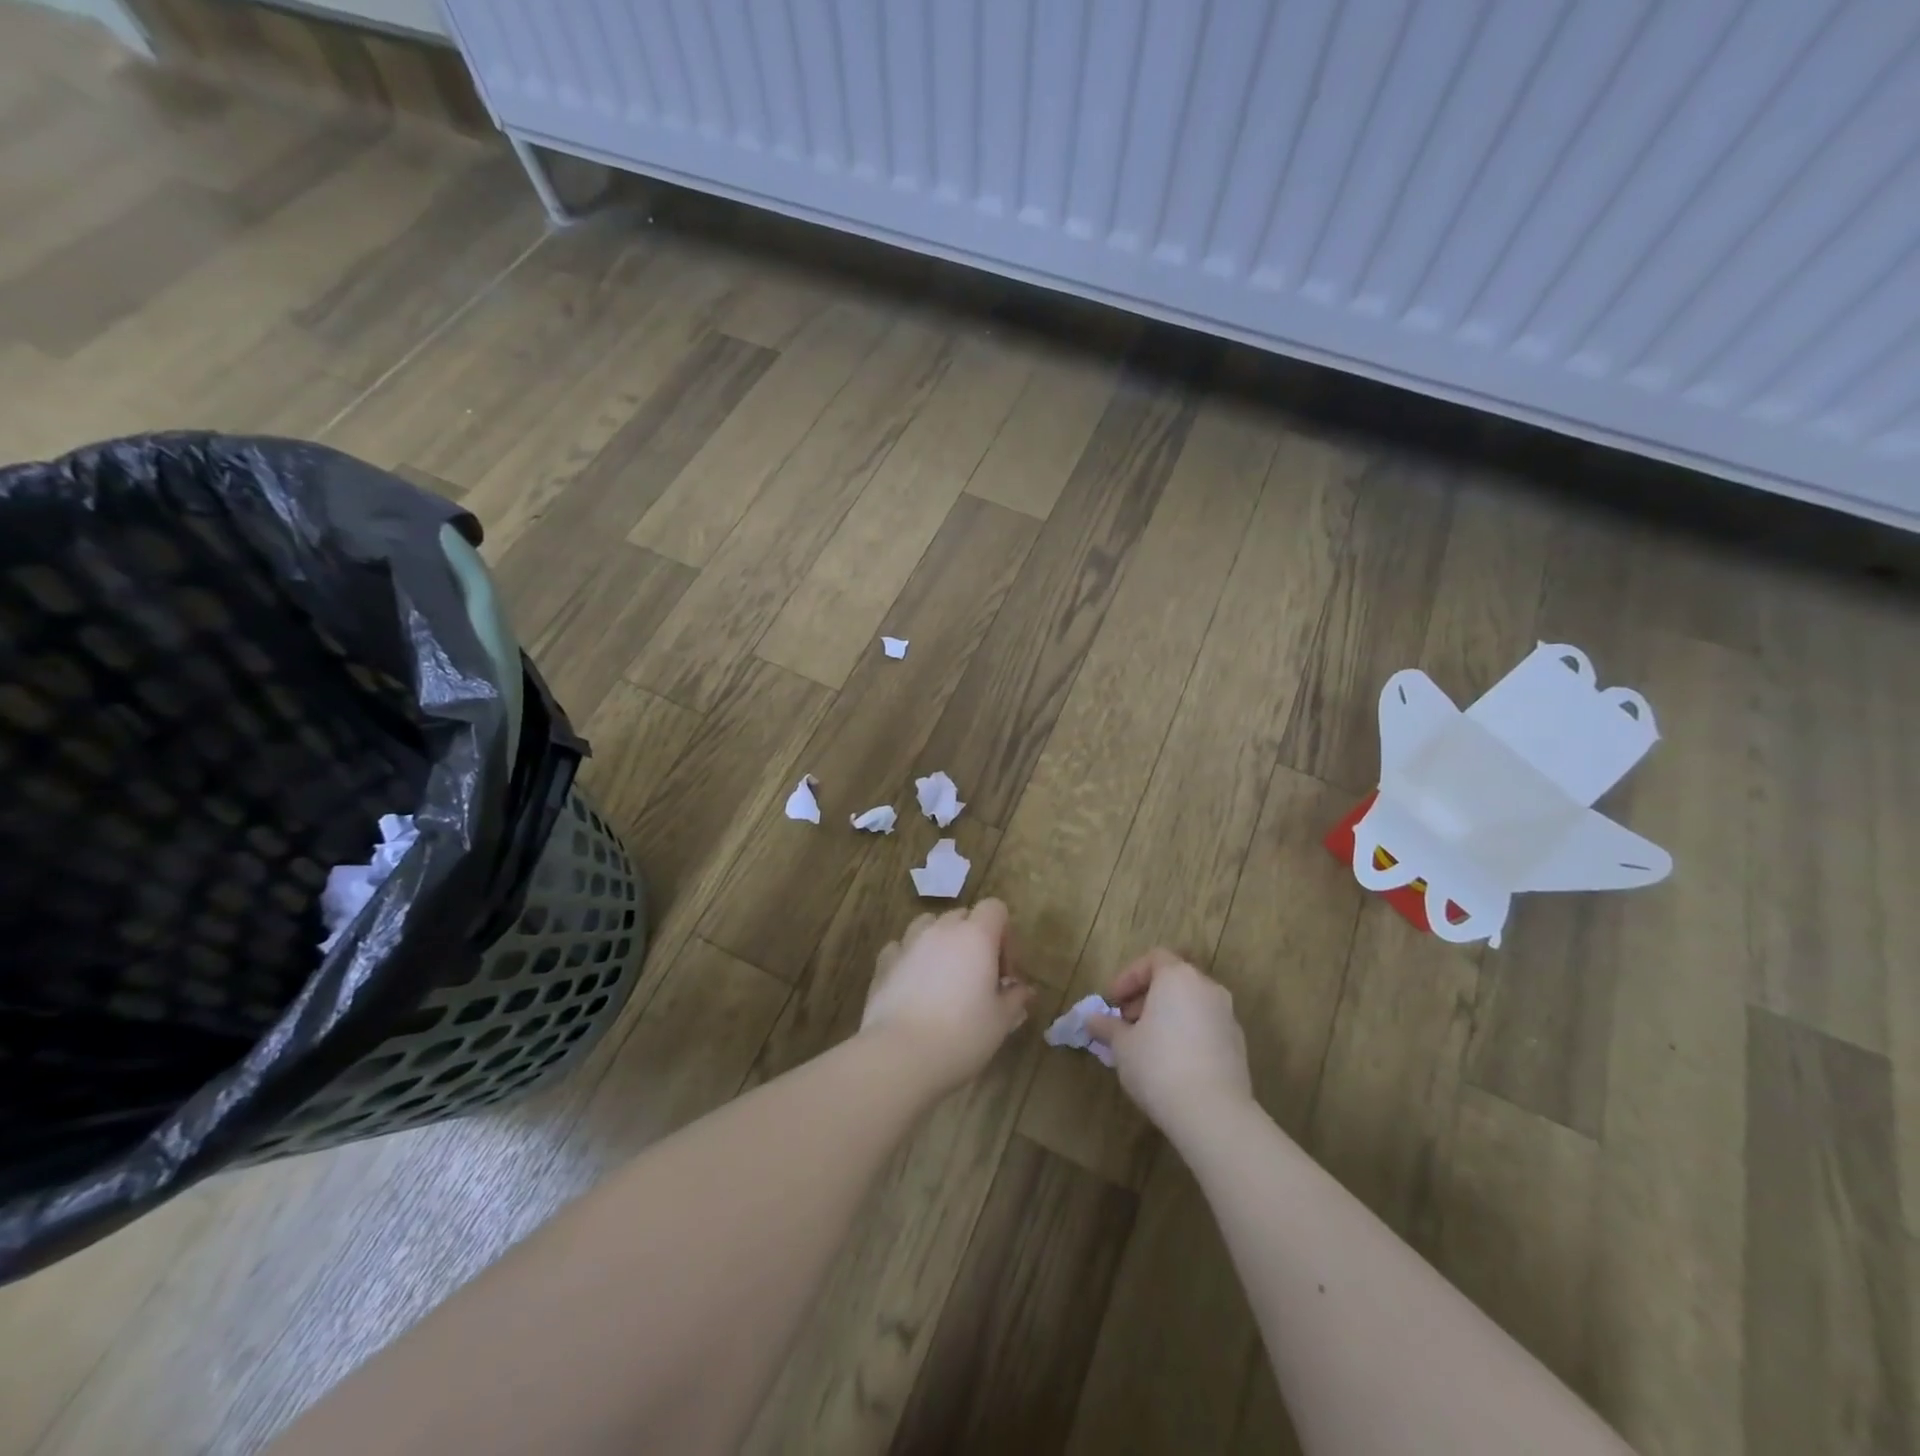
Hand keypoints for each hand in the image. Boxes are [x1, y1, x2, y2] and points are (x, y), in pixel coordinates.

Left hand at [861, 900, 1033, 1094]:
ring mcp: (909, 943)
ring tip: (944, 977)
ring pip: (929, 925)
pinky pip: (901, 947)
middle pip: (962, 916)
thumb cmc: (962, 1035)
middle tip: (979, 978)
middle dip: (974, 939)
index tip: (1004, 971)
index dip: (1004, 934)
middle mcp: (941, 930)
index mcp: (976, 936)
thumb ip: (1015, 998)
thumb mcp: (1001, 1021)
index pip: (995, 908)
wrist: (901, 1055)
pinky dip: (910, 958)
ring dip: (941, 942)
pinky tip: (913, 985)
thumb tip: (1022, 989)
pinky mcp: (884, 963)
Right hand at [1086, 949, 1251, 1134]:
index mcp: (1178, 978)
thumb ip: (1107, 1026)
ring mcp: (1227, 1016)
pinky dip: (1187, 1033)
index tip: (1113, 1001)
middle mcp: (1207, 988)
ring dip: (1168, 1015)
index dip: (1129, 977)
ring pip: (1192, 1004)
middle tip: (1126, 1021)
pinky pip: (1206, 1027)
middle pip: (1174, 980)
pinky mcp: (1238, 1045)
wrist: (1213, 1113)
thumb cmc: (1158, 1066)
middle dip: (1147, 996)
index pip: (1153, 959)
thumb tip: (1091, 1020)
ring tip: (1146, 1044)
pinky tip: (1172, 1062)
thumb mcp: (1122, 1045)